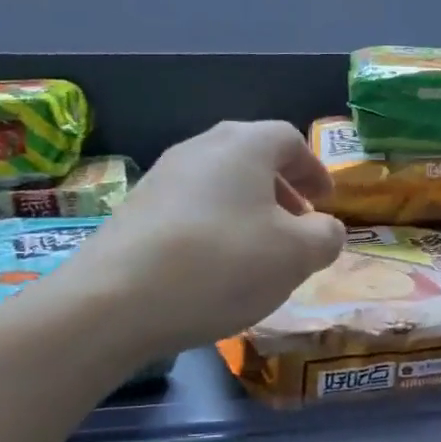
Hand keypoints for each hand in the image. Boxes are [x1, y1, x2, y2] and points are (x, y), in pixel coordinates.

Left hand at [43, 121, 345, 356]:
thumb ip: (326, 236)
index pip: (289, 139)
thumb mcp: (296, 255)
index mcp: (243, 146)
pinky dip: (215, 226)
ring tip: (259, 251)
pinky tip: (215, 267)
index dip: (314, 169)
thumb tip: (325, 229)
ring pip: (219, 183)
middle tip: (298, 225)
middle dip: (282, 189)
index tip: (326, 202)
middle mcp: (199, 148)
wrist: (115, 302)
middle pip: (251, 157)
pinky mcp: (135, 210)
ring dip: (248, 209)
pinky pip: (191, 208)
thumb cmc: (222, 265)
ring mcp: (161, 177)